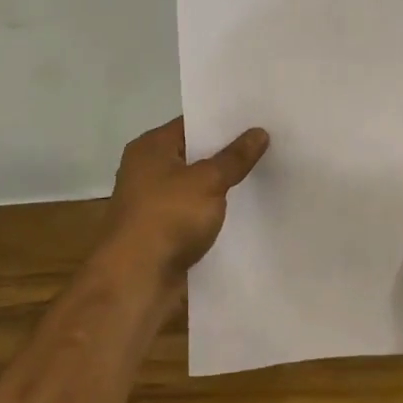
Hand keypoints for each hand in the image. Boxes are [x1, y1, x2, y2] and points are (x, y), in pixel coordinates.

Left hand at [101, 118, 269, 280]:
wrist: (135, 282)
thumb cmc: (167, 217)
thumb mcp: (208, 181)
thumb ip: (234, 157)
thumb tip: (259, 132)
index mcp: (150, 147)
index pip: (191, 123)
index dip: (223, 122)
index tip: (256, 120)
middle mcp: (146, 169)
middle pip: (193, 154)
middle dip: (225, 153)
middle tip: (266, 145)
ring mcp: (151, 203)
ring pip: (194, 186)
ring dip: (219, 186)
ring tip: (260, 176)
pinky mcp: (159, 232)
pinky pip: (192, 213)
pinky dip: (211, 213)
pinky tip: (241, 212)